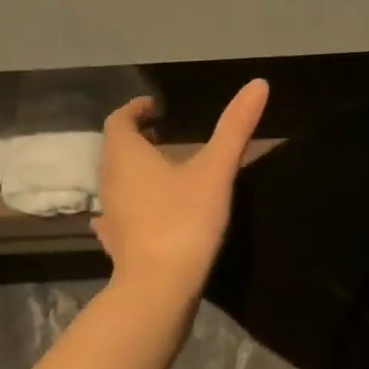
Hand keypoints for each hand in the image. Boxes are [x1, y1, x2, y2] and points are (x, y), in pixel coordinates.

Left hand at [93, 79, 267, 300]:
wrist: (160, 286)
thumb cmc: (185, 220)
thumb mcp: (216, 170)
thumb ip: (235, 127)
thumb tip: (258, 83)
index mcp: (127, 155)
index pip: (120, 120)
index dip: (136, 110)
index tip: (156, 109)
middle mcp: (110, 180)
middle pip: (115, 150)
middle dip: (136, 139)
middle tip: (163, 138)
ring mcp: (110, 214)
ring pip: (115, 182)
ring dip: (134, 172)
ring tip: (163, 174)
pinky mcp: (116, 243)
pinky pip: (117, 216)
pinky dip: (129, 207)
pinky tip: (143, 216)